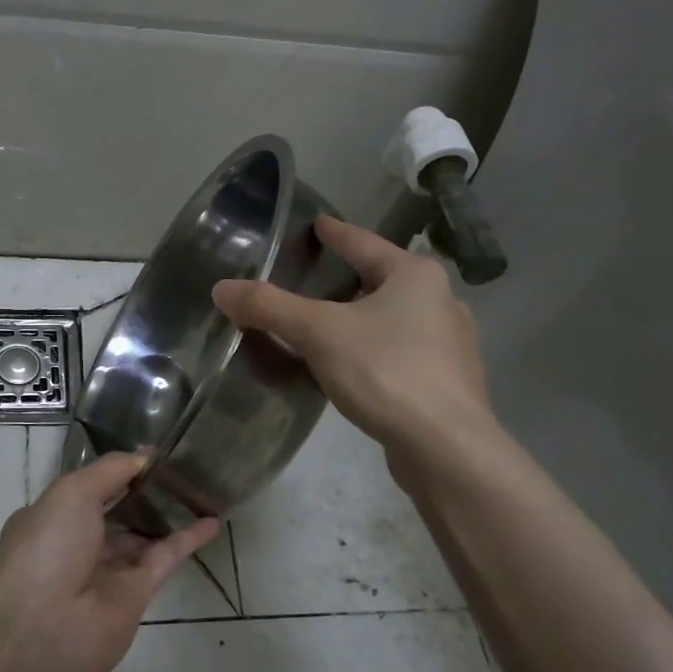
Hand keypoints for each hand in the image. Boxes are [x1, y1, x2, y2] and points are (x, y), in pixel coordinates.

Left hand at [0, 452, 217, 671]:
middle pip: (112, 513)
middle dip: (139, 493)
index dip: (112, 473)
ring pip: (139, 537)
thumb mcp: (73, 491)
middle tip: (175, 468)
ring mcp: (104, 572)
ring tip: (195, 489)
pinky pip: (164, 559)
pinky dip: (187, 540)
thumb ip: (111, 470)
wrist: (46, 629)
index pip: (82, 490)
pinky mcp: (135, 596)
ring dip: (164, 515)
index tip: (145, 455)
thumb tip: (144, 455)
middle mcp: (73, 545)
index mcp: (47, 519)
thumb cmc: (49, 547)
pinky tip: (211, 521)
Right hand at [212, 215, 495, 470]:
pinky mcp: (449, 382)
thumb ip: (269, 307)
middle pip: (383, 279)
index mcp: (414, 275)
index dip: (335, 233)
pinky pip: (403, 352)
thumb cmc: (386, 371)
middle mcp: (440, 301)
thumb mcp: (319, 333)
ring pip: (396, 318)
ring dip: (364, 317)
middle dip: (350, 277)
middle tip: (315, 277)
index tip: (317, 223)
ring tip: (332, 323)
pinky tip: (357, 366)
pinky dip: (376, 350)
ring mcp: (451, 344)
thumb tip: (221, 289)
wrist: (446, 447)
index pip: (364, 242)